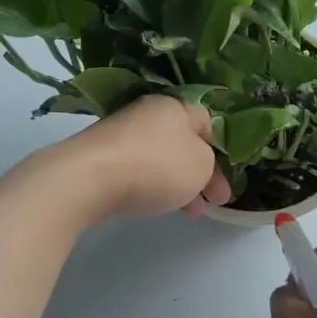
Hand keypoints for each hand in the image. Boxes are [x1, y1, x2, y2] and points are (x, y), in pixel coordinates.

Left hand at [51, 96, 230, 221]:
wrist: (90, 178)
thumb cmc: (157, 165)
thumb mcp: (201, 165)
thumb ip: (209, 162)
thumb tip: (196, 162)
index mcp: (176, 105)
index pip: (208, 122)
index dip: (222, 150)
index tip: (226, 177)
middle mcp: (149, 113)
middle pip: (184, 142)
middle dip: (202, 173)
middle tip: (214, 202)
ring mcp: (123, 133)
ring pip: (163, 158)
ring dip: (180, 183)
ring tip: (191, 212)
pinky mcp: (104, 155)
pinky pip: (139, 168)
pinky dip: (154, 185)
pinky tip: (158, 204)